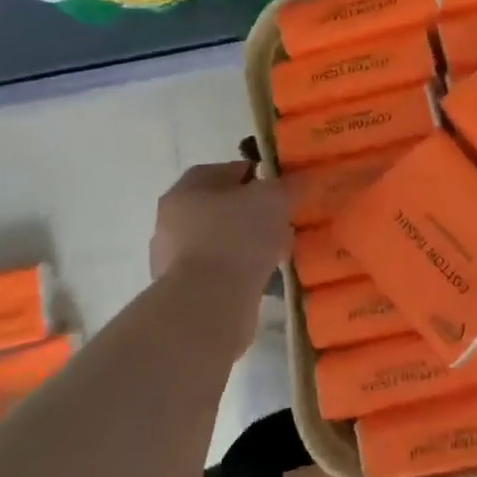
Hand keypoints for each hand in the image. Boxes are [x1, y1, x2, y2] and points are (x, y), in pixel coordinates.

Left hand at [149, 162, 291, 283]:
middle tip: (284, 219)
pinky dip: (242, 271)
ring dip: (249, 244)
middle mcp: (173, 221)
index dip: (259, 176)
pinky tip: (265, 276)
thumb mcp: (273, 199)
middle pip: (223, 208)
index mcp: (187, 189)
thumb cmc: (237, 238)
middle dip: (254, 212)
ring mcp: (175, 259)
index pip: (227, 171)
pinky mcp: (186, 291)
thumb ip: (289, 185)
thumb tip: (303, 178)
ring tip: (279, 250)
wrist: (208, 305)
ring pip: (223, 241)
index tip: (283, 188)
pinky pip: (222, 271)